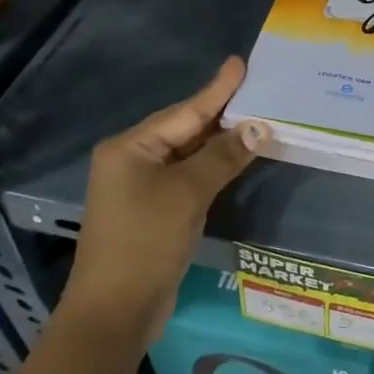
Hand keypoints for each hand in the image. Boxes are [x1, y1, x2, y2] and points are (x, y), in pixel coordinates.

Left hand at [62, 57, 269, 337]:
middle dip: (221, 112)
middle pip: (185, 129)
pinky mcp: (153, 211)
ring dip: (220, 141)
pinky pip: (188, 176)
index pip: (185, 111)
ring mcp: (141, 187)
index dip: (217, 89)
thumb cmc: (146, 241)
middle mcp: (132, 161)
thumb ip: (223, 156)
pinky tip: (236, 159)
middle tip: (257, 89)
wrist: (115, 311)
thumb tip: (258, 127)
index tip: (240, 63)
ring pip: (188, 154)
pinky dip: (213, 167)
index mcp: (130, 148)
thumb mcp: (188, 193)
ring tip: (255, 118)